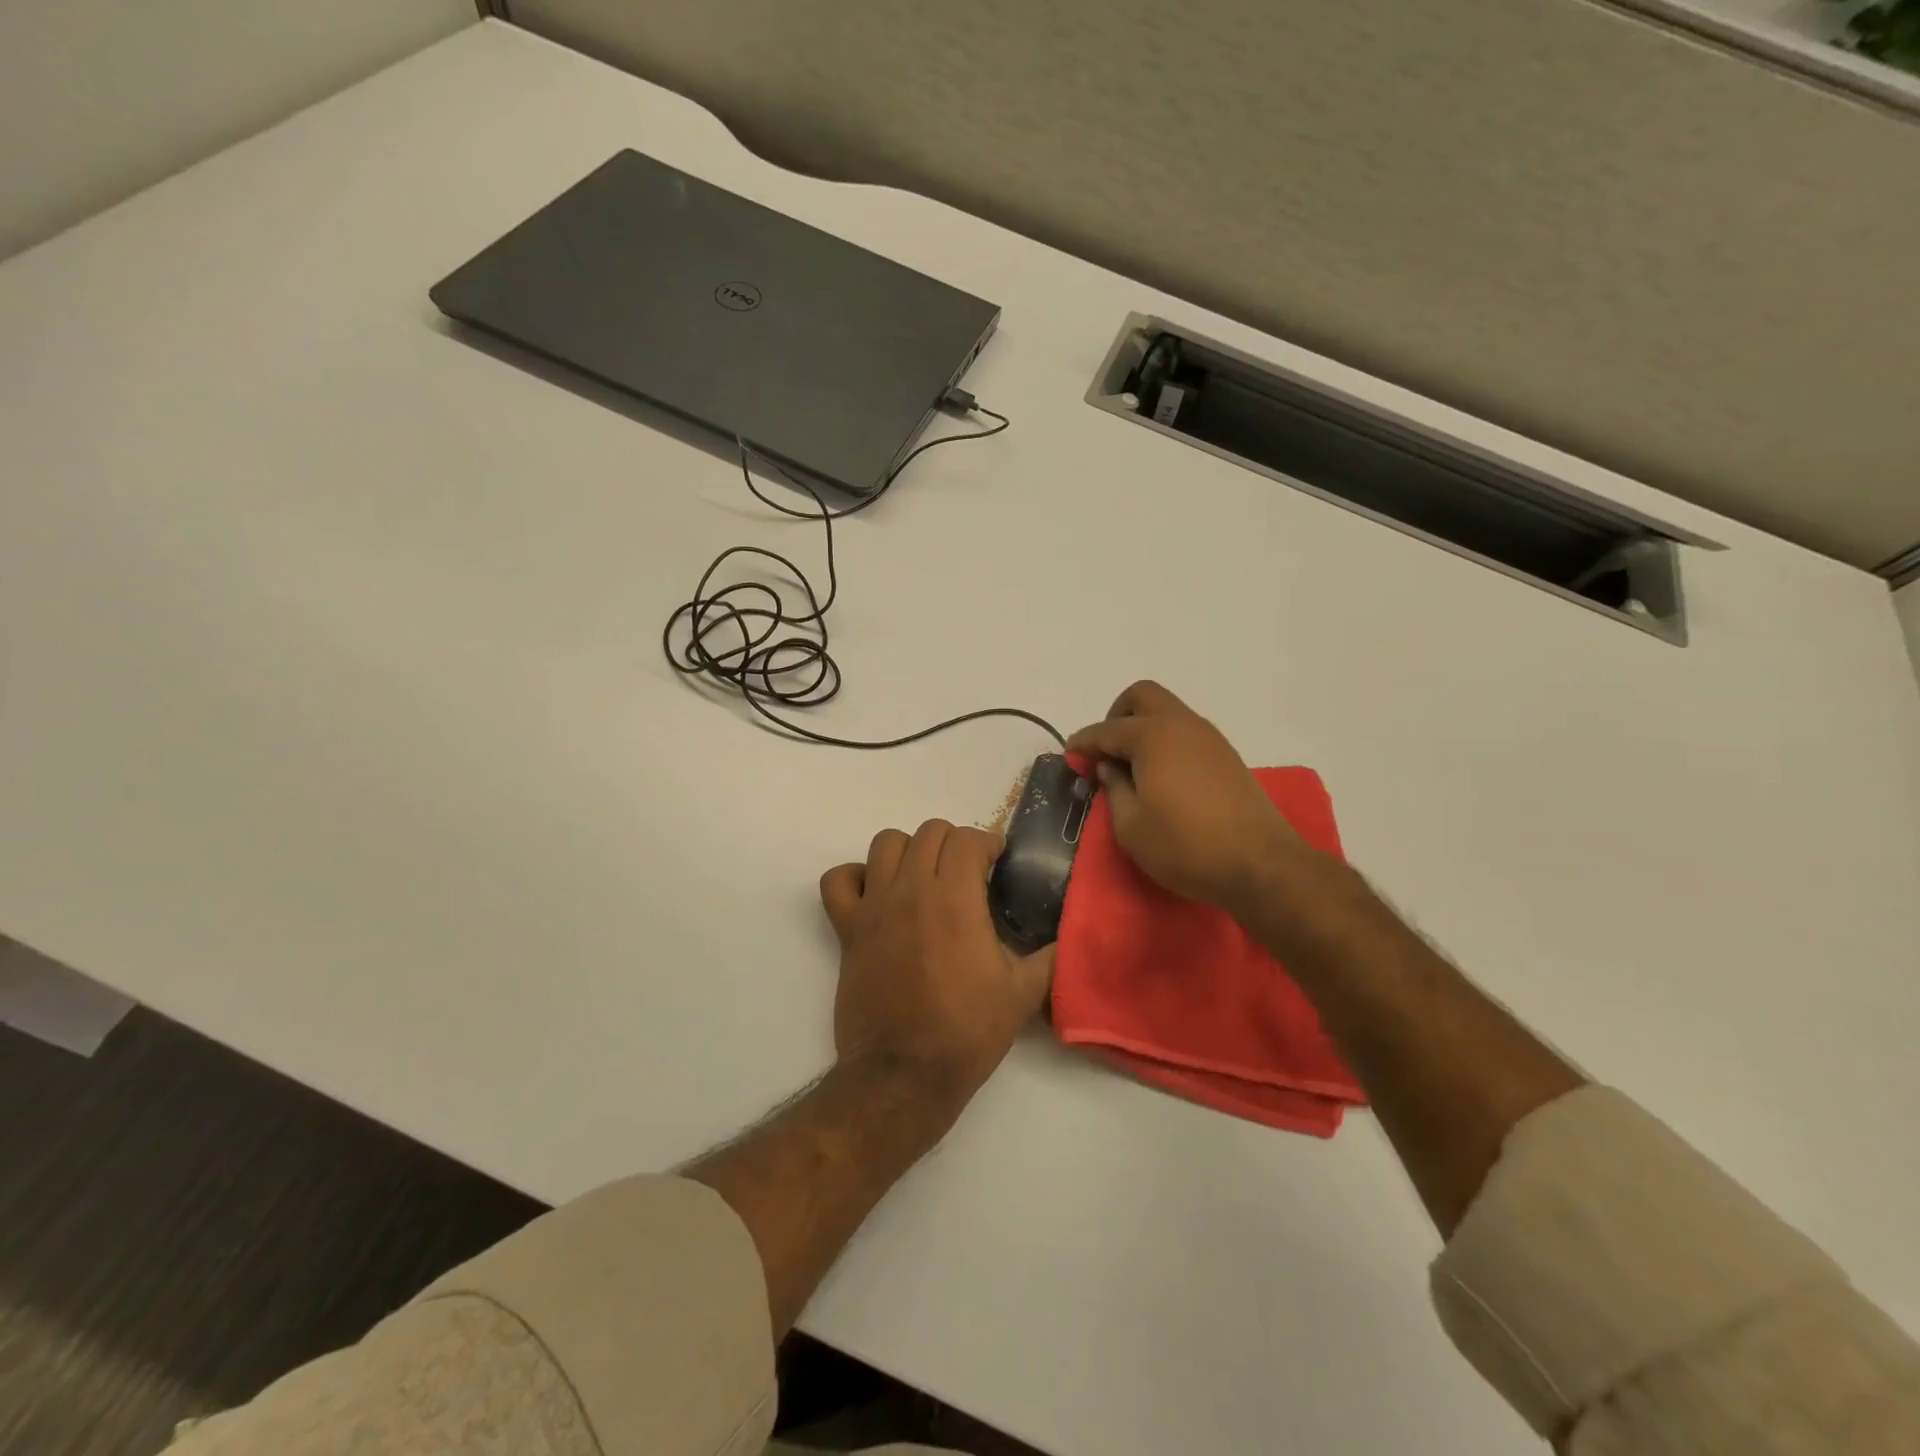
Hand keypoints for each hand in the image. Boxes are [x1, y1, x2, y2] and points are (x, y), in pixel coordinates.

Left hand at [820, 820, 1053, 1105]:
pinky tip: (875, 893)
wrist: (904, 1073)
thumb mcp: (1023, 995)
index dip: (988, 844)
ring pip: (885, 843)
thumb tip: (1070, 938)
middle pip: (929, 832)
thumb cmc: (966, 1032)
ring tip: (923, 876)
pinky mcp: (847, 929)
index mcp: (956, 899)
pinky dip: (854, 876)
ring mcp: (874, 906)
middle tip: (966, 871)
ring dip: (909, 850)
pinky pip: (837, 880)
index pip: (968, 839)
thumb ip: (1051, 958)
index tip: (997, 862)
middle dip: (954, 843)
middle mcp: (912, 889)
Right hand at [1066, 680, 1303, 912]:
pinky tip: (1160, 777)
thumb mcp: (1131, 826)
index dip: (1083, 742)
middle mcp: (1182, 725)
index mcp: (1152, 736)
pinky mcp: (1226, 756)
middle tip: (1106, 752)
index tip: (1070, 755)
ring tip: (1131, 769)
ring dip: (1143, 729)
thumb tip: (1108, 767)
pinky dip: (1165, 742)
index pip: (1106, 730)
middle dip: (1116, 717)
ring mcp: (1209, 738)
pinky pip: (1185, 733)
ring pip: (1167, 713)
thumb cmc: (1185, 846)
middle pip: (1142, 697)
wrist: (1260, 865)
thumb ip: (1114, 789)